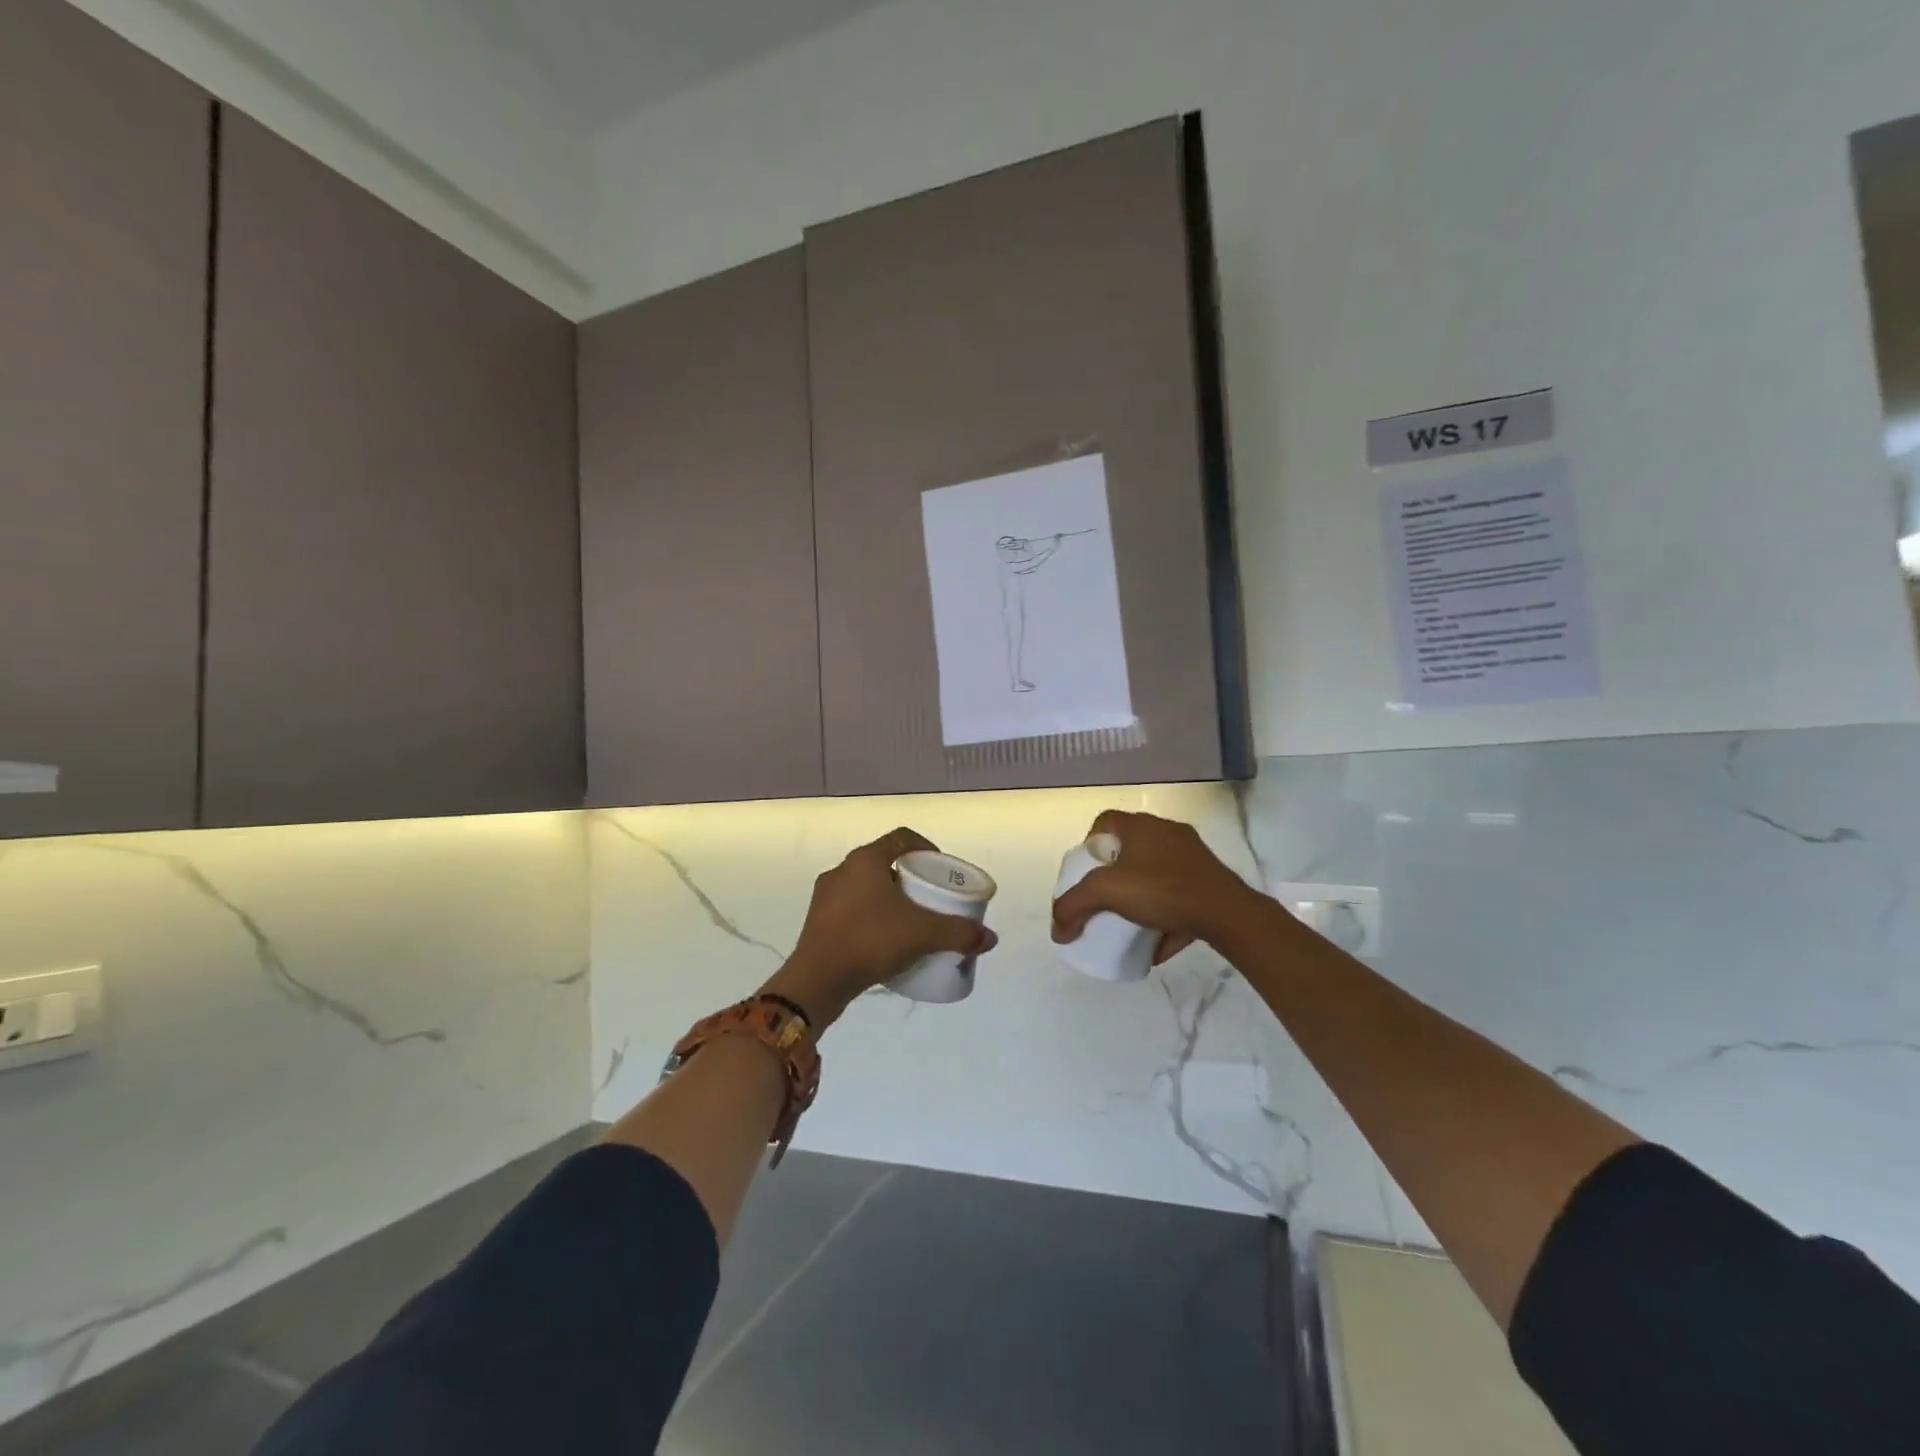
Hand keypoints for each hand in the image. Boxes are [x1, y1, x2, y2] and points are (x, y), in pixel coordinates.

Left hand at [766, 827, 996, 1027]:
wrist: (816, 981)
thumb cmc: (870, 941)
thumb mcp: (922, 934)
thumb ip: (959, 933)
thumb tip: (990, 938)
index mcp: (865, 860)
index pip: (902, 839)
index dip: (926, 848)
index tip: (941, 869)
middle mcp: (842, 870)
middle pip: (885, 863)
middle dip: (910, 877)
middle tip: (931, 898)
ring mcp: (825, 896)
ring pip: (866, 887)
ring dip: (889, 899)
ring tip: (911, 921)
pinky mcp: (818, 922)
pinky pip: (852, 909)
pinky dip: (872, 918)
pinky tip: (885, 941)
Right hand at [1050, 811, 1259, 963]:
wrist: (1226, 913)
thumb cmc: (1161, 889)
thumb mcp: (1106, 894)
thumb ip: (1073, 907)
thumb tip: (1057, 930)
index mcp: (1141, 825)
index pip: (1105, 821)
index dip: (1090, 843)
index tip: (1087, 872)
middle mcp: (1167, 832)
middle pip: (1130, 848)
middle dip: (1115, 874)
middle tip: (1106, 898)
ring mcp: (1192, 856)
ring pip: (1156, 872)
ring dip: (1141, 895)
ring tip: (1130, 920)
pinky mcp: (1210, 880)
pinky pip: (1179, 894)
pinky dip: (1165, 915)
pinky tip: (1158, 942)